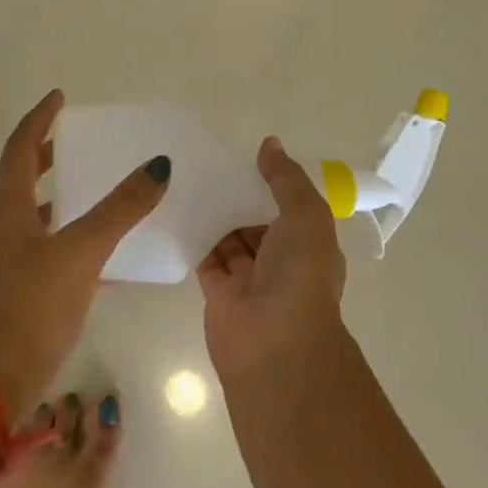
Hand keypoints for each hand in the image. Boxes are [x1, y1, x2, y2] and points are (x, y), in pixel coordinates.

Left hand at [0, 89, 170, 411]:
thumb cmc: (35, 303)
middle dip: (44, 153)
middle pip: (18, 176)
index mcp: (5, 207)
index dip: (39, 119)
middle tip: (74, 140)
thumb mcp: (83, 251)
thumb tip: (157, 167)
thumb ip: (121, 209)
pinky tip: (88, 251)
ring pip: (24, 212)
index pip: (20, 147)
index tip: (59, 98)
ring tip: (84, 189)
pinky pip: (33, 245)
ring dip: (50, 195)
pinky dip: (57, 234)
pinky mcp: (5, 287)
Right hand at [198, 136, 346, 382]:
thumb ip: (285, 179)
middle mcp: (282, 263)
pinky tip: (177, 210)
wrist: (274, 343)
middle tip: (209, 165)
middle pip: (258, 223)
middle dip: (239, 198)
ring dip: (216, 215)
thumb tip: (270, 143)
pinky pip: (205, 258)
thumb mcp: (304, 215)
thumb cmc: (299, 274)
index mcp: (310, 245)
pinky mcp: (218, 293)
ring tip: (189, 179)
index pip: (291, 209)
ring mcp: (249, 279)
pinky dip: (195, 238)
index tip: (245, 159)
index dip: (272, 185)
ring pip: (230, 239)